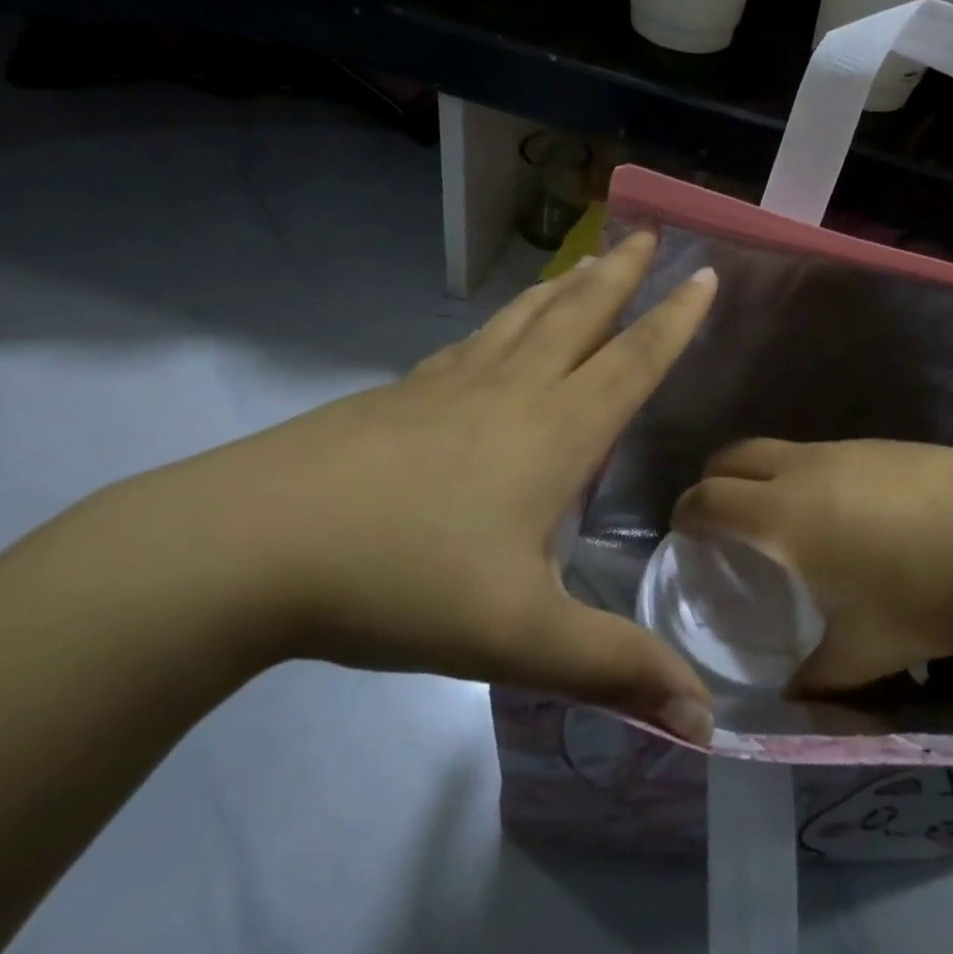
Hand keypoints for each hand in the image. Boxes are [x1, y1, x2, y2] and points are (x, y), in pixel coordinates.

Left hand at [154, 231, 718, 743]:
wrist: (248, 549)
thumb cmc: (403, 582)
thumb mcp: (521, 639)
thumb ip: (615, 670)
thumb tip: (705, 721)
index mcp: (554, 433)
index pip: (634, 361)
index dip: (676, 319)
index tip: (704, 273)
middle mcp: (509, 393)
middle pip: (579, 317)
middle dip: (622, 275)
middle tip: (647, 232)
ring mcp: (447, 387)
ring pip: (522, 322)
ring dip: (564, 288)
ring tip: (586, 262)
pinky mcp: (397, 398)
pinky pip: (469, 346)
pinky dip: (500, 325)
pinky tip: (492, 332)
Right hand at [672, 439, 952, 694]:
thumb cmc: (930, 592)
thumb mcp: (870, 651)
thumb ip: (820, 678)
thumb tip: (793, 695)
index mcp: (784, 516)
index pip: (708, 499)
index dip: (686, 514)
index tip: (684, 535)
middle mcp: (804, 469)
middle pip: (733, 455)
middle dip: (712, 482)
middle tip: (721, 522)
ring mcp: (846, 448)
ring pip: (779, 450)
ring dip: (762, 476)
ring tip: (785, 523)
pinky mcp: (883, 444)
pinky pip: (822, 454)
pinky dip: (805, 475)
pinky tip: (846, 515)